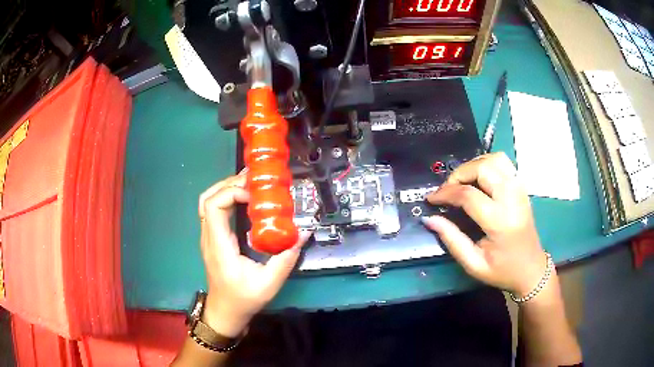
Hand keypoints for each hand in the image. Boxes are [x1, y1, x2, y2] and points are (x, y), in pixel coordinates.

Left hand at [198, 170, 311, 336]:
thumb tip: (303, 233)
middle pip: (207, 198)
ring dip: (226, 189)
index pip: (213, 206)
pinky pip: (213, 211)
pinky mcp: (212, 240)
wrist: (225, 312)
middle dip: (229, 184)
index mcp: (219, 246)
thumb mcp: (269, 283)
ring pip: (207, 203)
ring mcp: (208, 238)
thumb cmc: (244, 299)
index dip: (231, 192)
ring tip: (249, 186)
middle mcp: (209, 237)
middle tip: (253, 181)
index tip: (254, 195)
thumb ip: (286, 258)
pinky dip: (226, 199)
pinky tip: (244, 201)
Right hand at [423, 152, 546, 295]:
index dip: (445, 193)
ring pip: (494, 159)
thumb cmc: (503, 270)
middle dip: (459, 174)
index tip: (431, 199)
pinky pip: (503, 163)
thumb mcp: (473, 264)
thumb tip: (430, 219)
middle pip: (482, 168)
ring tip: (463, 182)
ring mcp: (520, 189)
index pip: (469, 195)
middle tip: (447, 190)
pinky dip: (487, 164)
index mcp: (500, 221)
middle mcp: (512, 198)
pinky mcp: (522, 187)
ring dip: (474, 165)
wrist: (531, 268)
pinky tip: (479, 179)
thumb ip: (452, 240)